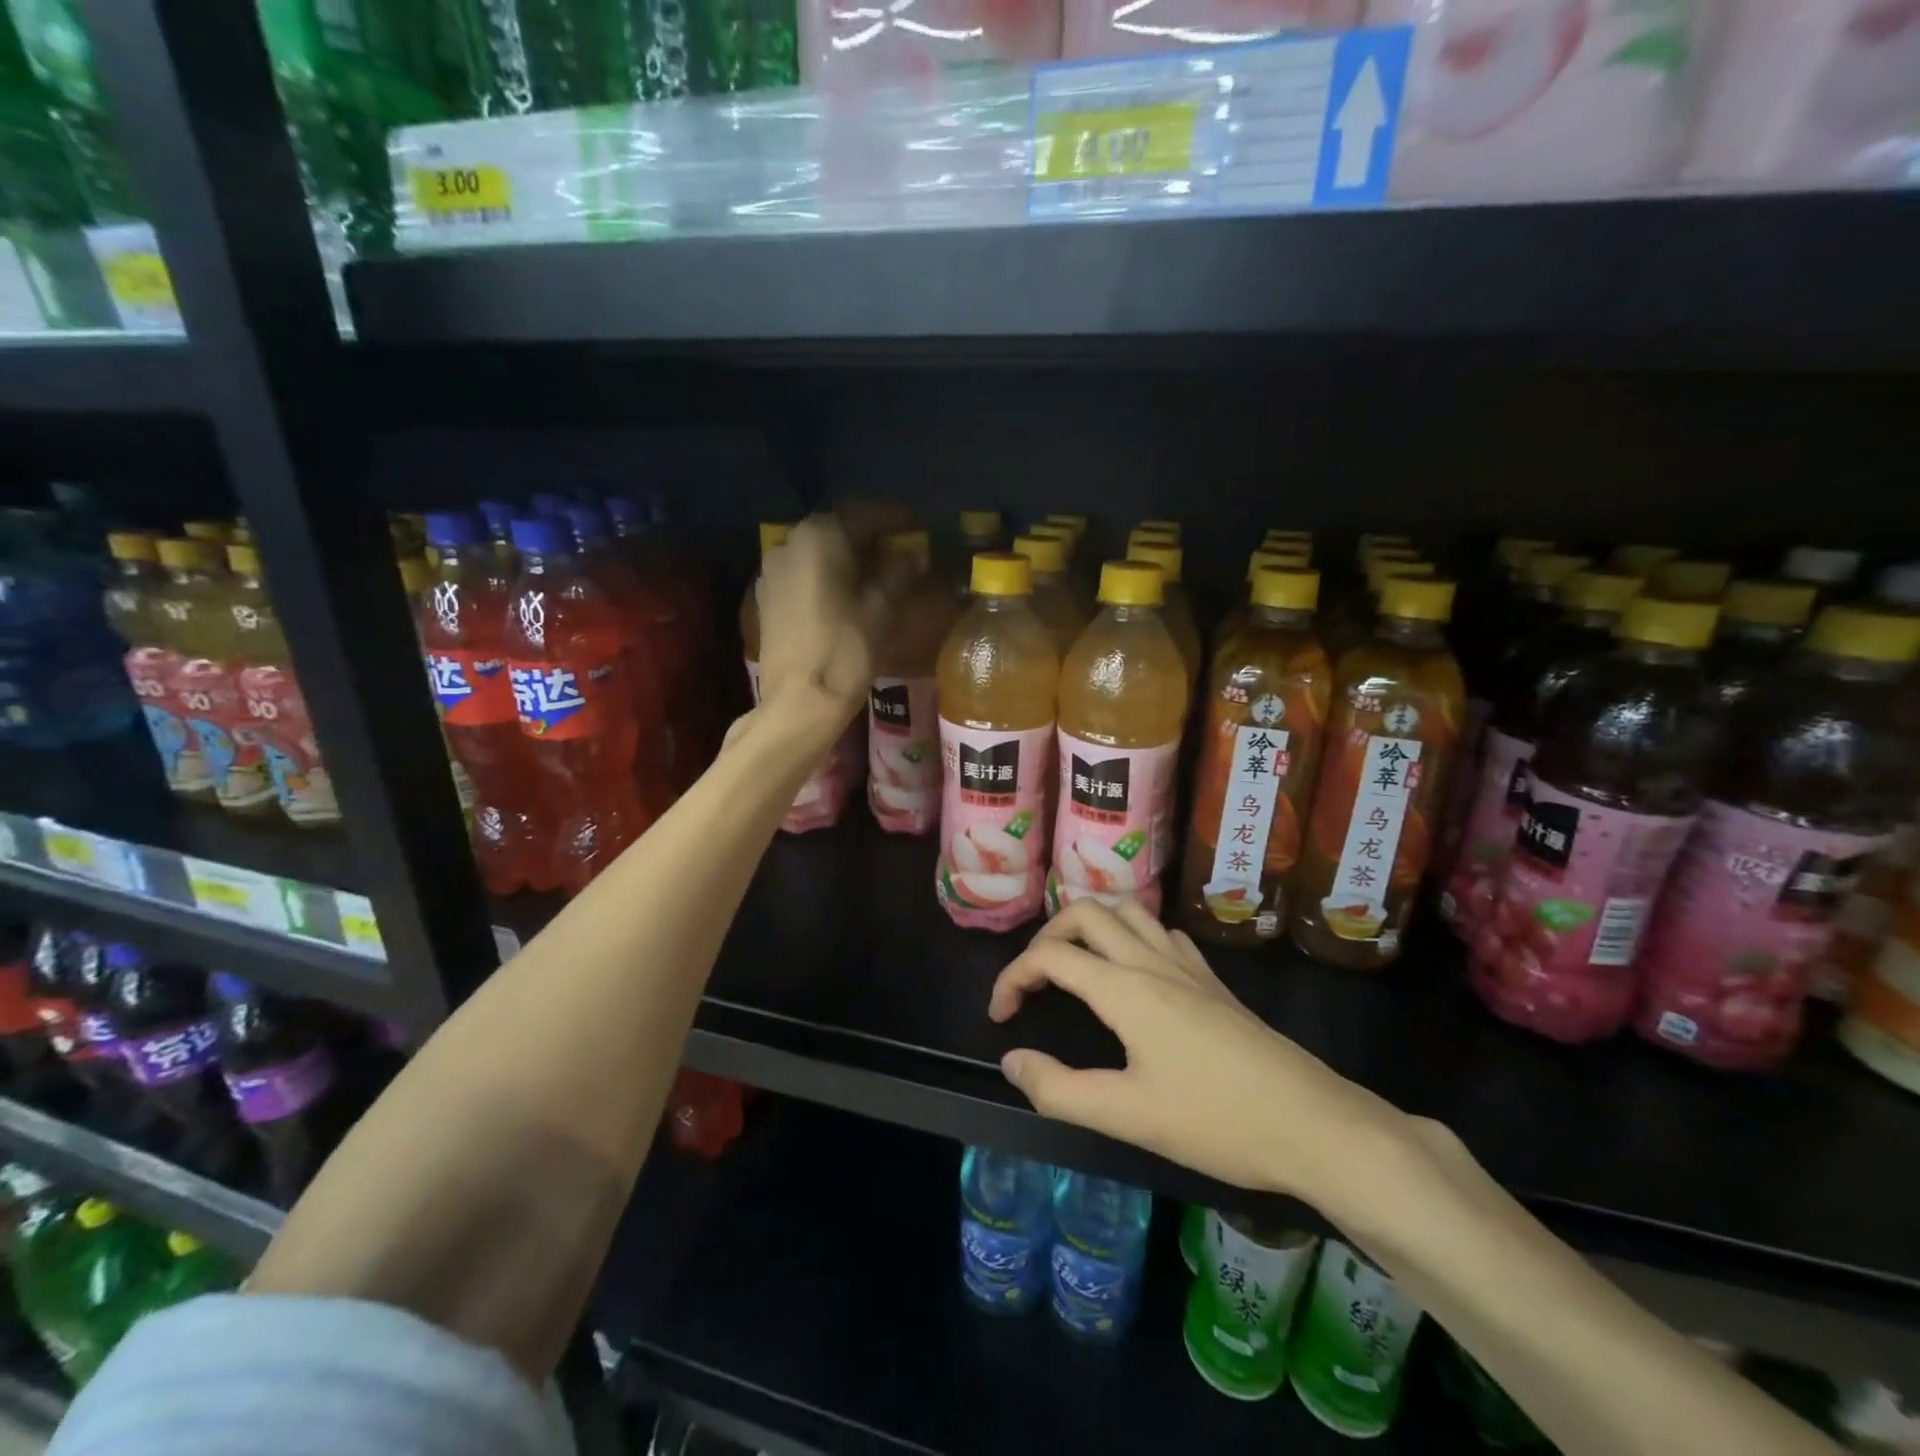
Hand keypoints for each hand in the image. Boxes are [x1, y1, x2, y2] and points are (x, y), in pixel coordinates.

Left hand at [755, 513, 899, 735]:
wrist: (799, 702)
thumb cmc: (846, 649)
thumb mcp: (882, 608)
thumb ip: (899, 572)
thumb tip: (913, 555)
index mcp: (820, 535)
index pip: (865, 514)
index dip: (896, 520)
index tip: (918, 529)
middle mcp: (789, 542)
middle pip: (838, 530)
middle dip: (870, 539)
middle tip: (900, 554)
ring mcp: (772, 570)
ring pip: (818, 552)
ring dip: (847, 558)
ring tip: (875, 577)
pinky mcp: (766, 597)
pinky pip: (802, 574)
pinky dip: (826, 577)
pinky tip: (845, 596)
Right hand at [988, 901, 1411, 1206]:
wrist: (1314, 1123)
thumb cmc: (1217, 1122)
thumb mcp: (1128, 1116)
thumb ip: (1059, 1090)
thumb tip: (1012, 1061)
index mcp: (1125, 989)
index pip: (1051, 956)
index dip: (1013, 977)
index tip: (1000, 1016)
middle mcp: (1152, 961)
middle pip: (1086, 913)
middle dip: (1047, 936)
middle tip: (1035, 981)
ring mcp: (1187, 965)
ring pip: (1128, 911)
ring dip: (1091, 926)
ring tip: (1076, 964)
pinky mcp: (1213, 980)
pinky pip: (1161, 932)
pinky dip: (1132, 935)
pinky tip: (1136, 971)